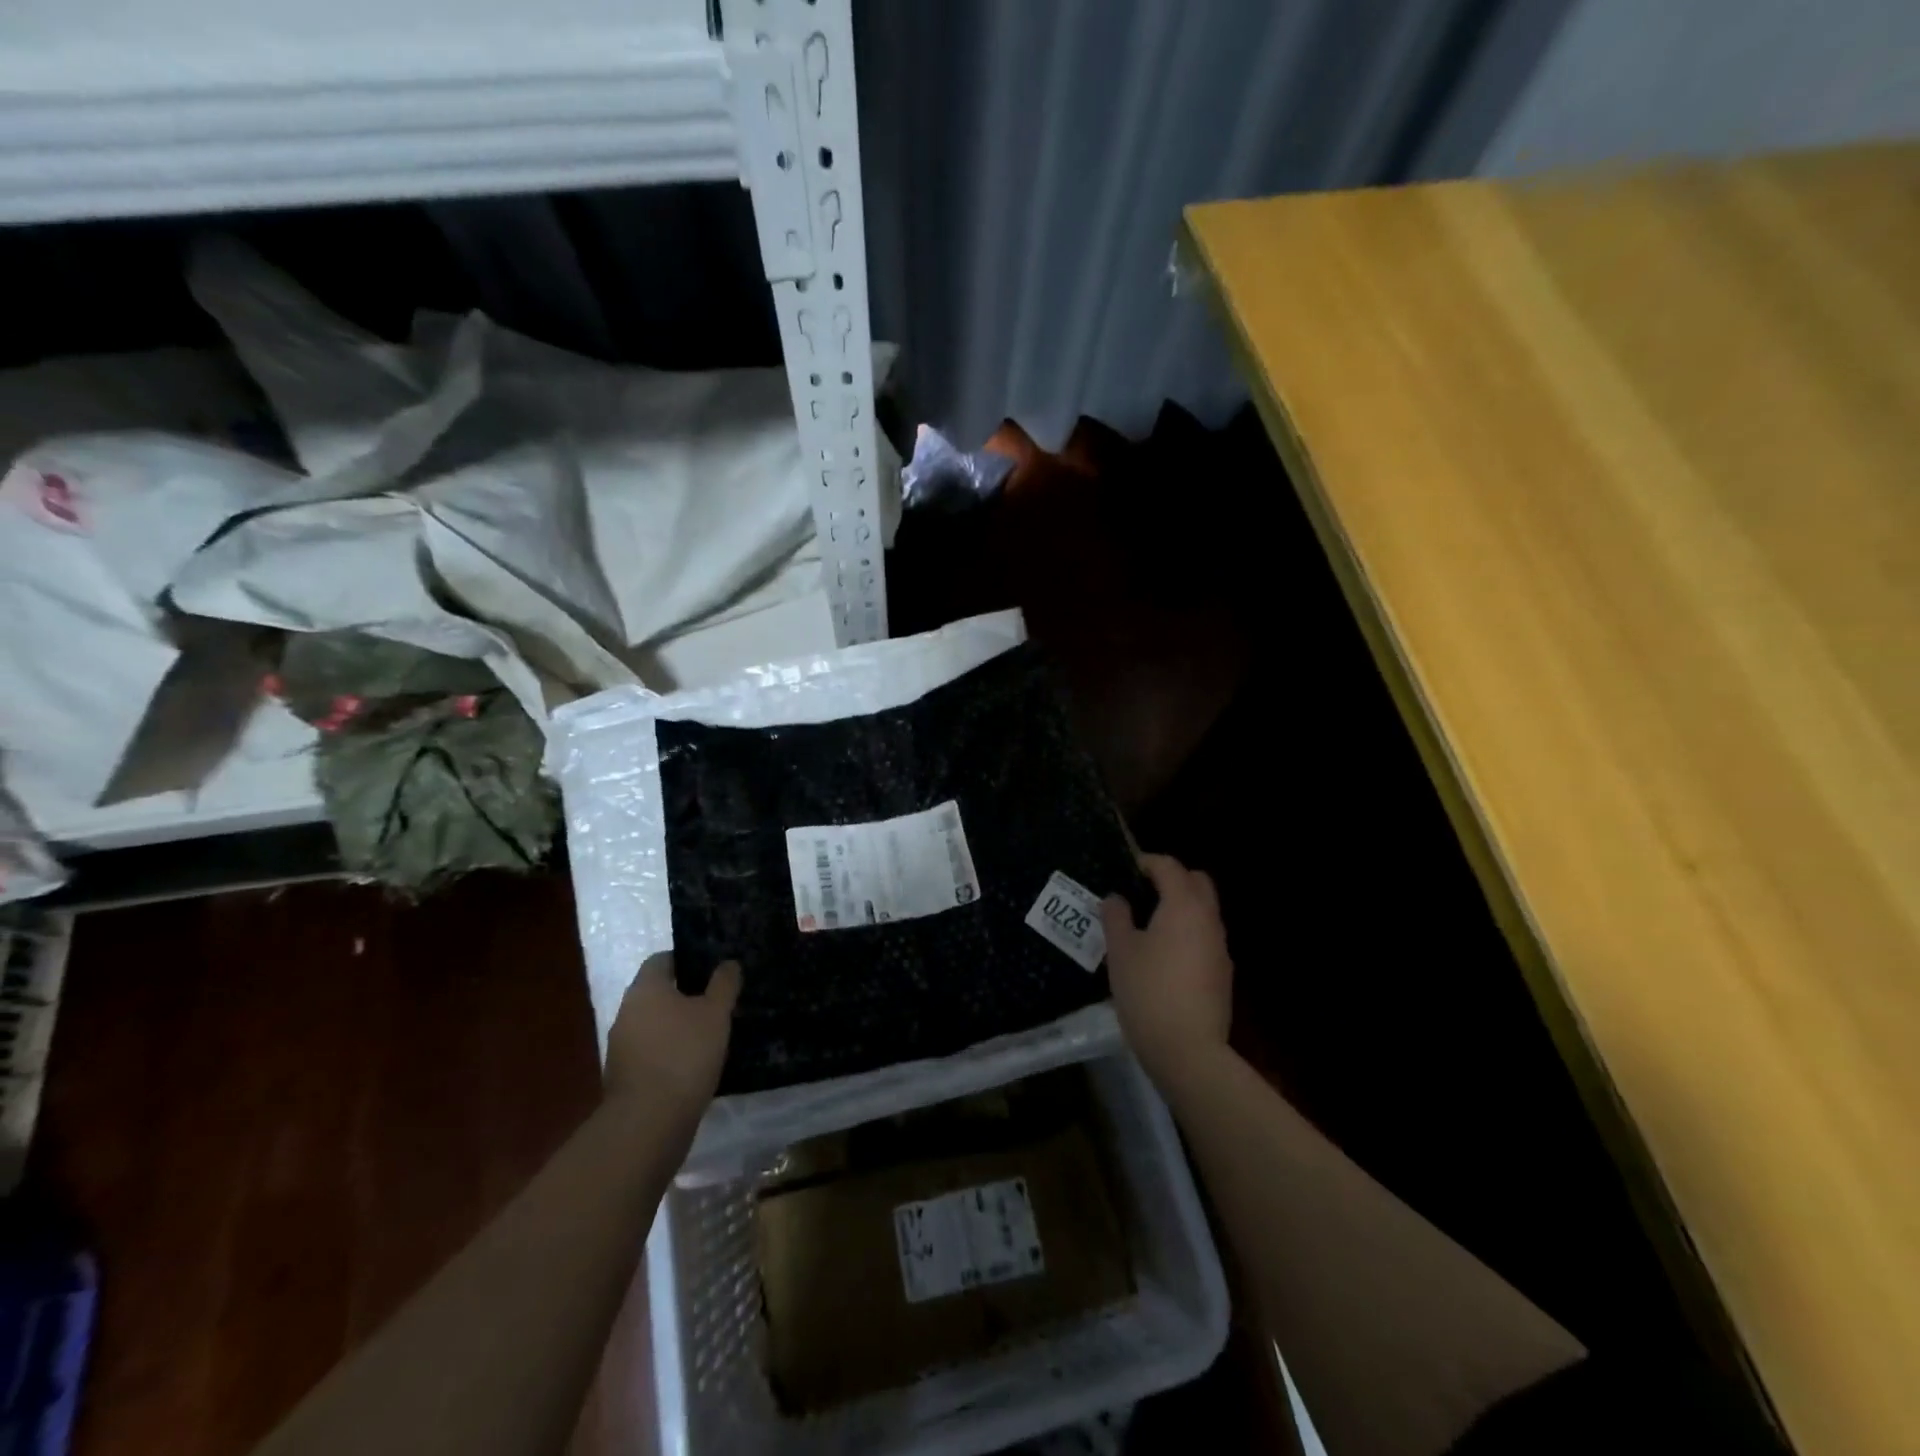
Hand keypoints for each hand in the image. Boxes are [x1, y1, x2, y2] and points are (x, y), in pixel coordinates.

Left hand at [604, 953, 740, 1116]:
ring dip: (676, 1026)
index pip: (662, 960)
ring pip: (653, 1024)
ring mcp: (621, 1046)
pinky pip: (650, 1051)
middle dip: (684, 995)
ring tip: (709, 1033)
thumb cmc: (685, 1055)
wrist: (649, 1122)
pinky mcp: (624, 1076)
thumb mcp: (716, 1013)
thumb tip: (728, 963)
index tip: (712, 971)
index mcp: (645, 989)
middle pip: (656, 992)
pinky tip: (693, 1062)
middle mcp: (626, 1012)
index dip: (687, 960)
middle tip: (716, 1001)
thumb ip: (723, 984)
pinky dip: (669, 1052)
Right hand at [1103, 854, 1232, 1085]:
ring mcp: (1220, 948)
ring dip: (1181, 907)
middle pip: (1197, 882)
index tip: (1128, 868)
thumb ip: (1116, 917)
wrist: (1188, 1050)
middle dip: (1173, 879)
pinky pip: (1205, 937)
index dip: (1148, 862)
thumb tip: (1116, 899)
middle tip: (1143, 892)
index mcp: (1183, 906)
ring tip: (1148, 925)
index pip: (1170, 867)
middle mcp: (1208, 920)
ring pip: (1204, 911)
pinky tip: (1163, 956)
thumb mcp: (1120, 951)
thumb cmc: (1148, 991)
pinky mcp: (1222, 974)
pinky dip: (1187, 933)